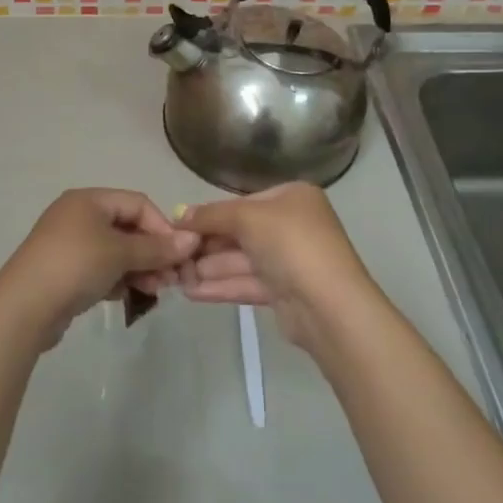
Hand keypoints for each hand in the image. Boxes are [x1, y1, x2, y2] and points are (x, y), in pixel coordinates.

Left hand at [0, 189, 196, 347]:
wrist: (24, 308)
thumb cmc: (75, 266)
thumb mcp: (120, 253)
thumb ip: (157, 247)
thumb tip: (192, 240)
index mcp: (88, 199)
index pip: (138, 203)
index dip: (162, 227)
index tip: (178, 255)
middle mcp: (78, 215)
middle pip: (127, 227)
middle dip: (152, 252)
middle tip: (170, 279)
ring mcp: (69, 244)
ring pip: (116, 251)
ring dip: (139, 268)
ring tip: (154, 291)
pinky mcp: (65, 271)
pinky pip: (101, 268)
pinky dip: (118, 279)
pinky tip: (128, 296)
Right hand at [154, 182, 376, 353]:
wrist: (329, 305)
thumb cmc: (290, 244)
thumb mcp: (247, 217)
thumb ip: (211, 215)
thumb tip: (179, 214)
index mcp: (292, 197)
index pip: (242, 202)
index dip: (210, 215)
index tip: (179, 227)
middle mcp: (293, 225)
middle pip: (240, 232)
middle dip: (206, 245)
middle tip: (173, 255)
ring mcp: (289, 260)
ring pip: (241, 260)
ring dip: (208, 267)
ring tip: (175, 276)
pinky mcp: (284, 292)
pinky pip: (247, 282)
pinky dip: (220, 285)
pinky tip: (190, 292)